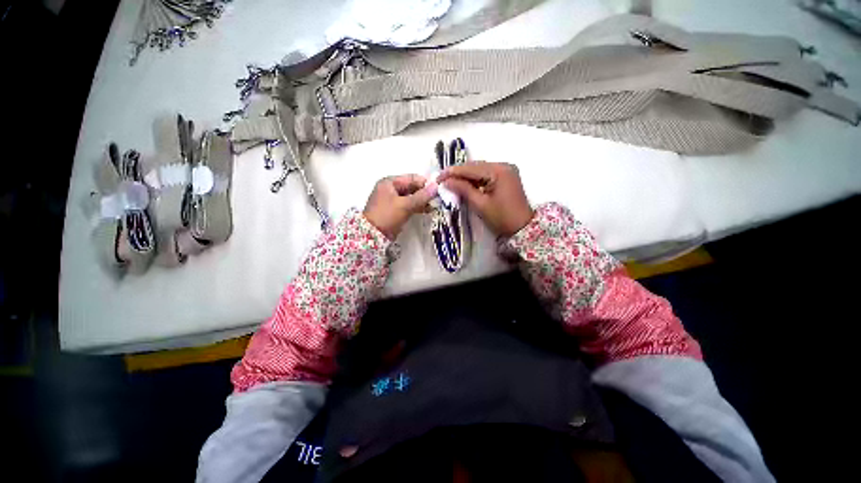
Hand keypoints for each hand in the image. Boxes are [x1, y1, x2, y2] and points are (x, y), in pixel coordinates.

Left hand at [364, 174, 437, 239]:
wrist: (372, 236)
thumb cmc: (387, 215)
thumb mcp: (405, 205)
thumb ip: (421, 196)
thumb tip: (436, 187)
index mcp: (390, 182)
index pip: (412, 178)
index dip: (425, 183)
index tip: (438, 190)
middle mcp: (391, 188)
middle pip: (412, 187)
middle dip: (425, 193)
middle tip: (438, 199)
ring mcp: (393, 200)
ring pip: (412, 197)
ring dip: (422, 201)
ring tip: (435, 206)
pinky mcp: (396, 210)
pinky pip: (409, 205)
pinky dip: (418, 207)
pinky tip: (428, 210)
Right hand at [438, 162, 533, 237]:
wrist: (523, 229)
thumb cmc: (502, 218)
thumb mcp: (480, 204)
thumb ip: (463, 189)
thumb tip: (446, 181)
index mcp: (499, 171)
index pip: (471, 168)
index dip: (453, 172)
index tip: (438, 177)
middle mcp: (504, 166)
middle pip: (476, 166)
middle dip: (458, 173)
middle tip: (442, 180)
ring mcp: (506, 170)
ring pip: (480, 169)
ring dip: (466, 176)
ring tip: (450, 181)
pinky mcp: (506, 176)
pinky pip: (486, 174)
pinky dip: (475, 179)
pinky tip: (465, 184)